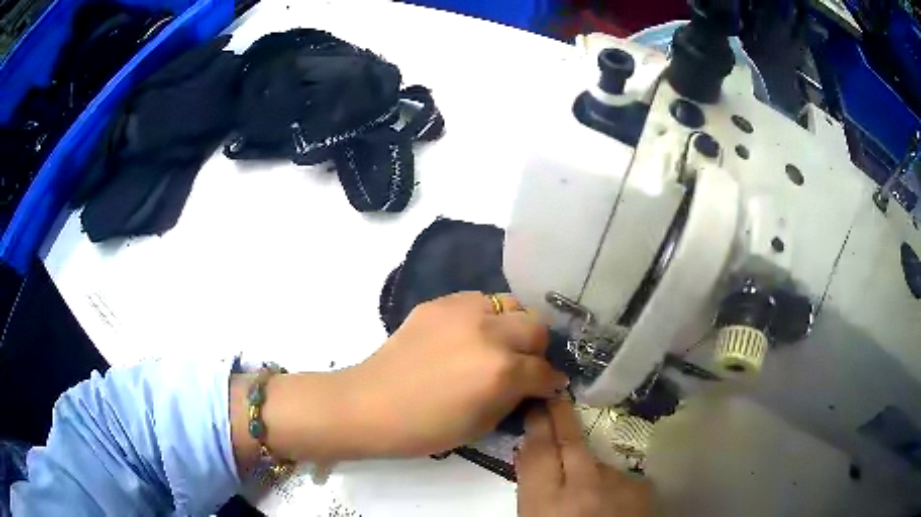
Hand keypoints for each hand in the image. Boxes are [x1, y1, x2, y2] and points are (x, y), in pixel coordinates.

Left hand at [340, 291, 568, 456]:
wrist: (370, 405)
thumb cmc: (425, 429)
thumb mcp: (482, 425)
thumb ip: (515, 398)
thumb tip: (534, 384)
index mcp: (501, 371)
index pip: (545, 370)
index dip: (551, 381)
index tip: (549, 385)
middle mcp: (489, 333)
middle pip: (536, 327)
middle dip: (538, 349)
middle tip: (525, 364)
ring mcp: (462, 312)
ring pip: (510, 305)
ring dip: (513, 326)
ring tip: (499, 344)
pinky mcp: (439, 303)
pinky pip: (477, 301)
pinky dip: (484, 317)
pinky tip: (469, 335)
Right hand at [516, 398, 652, 516]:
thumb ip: (535, 488)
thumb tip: (531, 452)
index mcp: (547, 502)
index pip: (539, 451)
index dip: (538, 425)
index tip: (536, 404)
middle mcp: (584, 487)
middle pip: (570, 442)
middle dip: (560, 416)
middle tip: (556, 397)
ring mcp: (618, 485)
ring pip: (597, 461)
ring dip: (588, 465)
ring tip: (585, 487)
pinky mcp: (642, 487)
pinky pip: (619, 476)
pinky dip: (611, 483)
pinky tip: (609, 501)